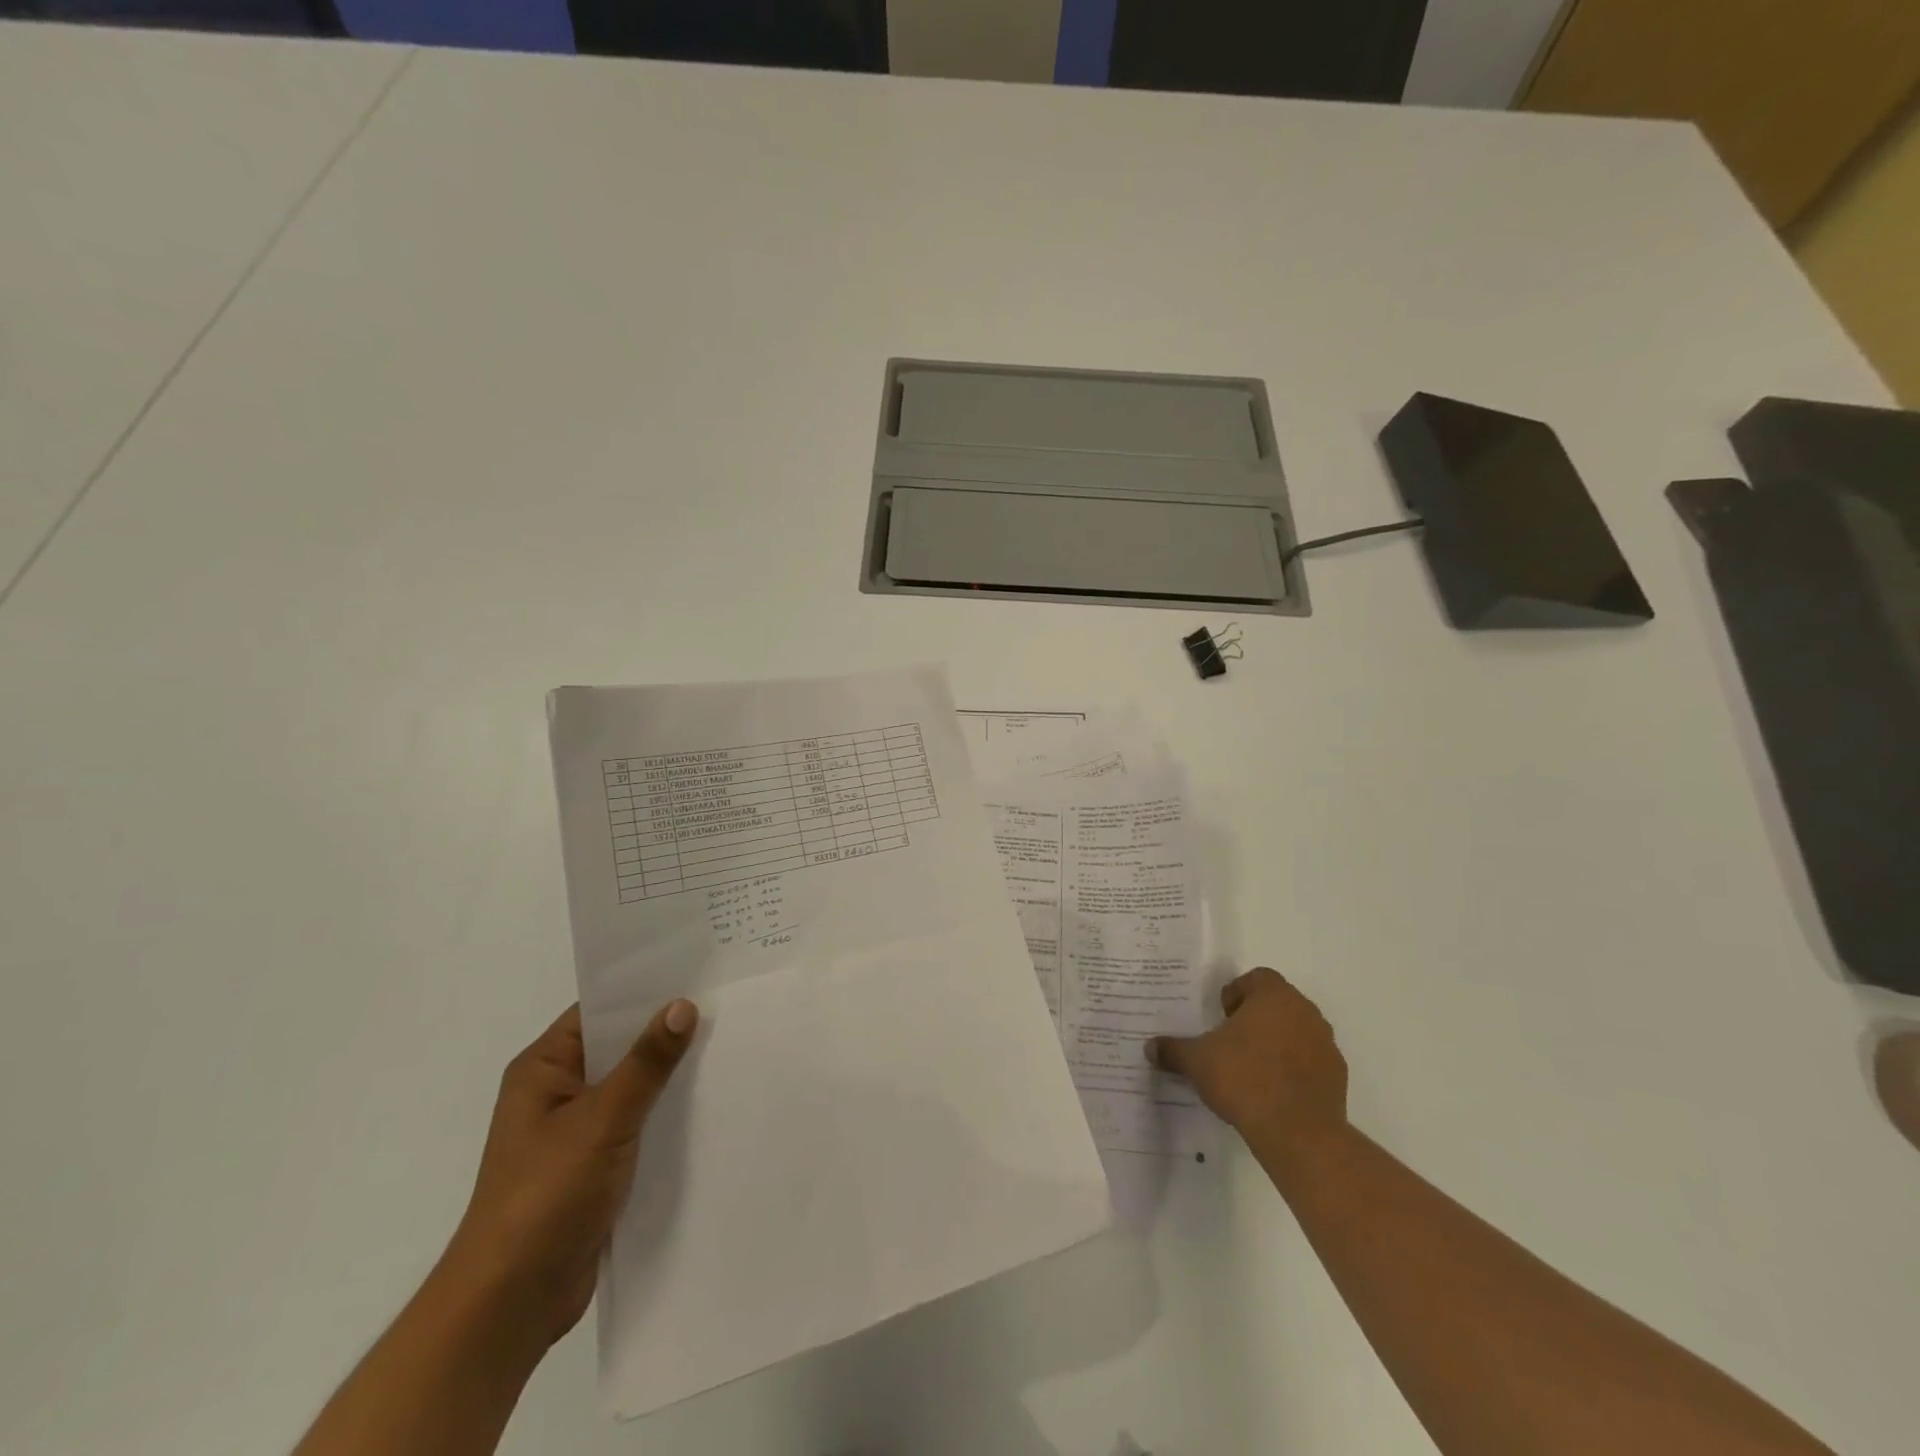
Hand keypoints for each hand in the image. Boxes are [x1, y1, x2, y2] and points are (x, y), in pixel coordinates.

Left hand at [440, 1000, 698, 1348]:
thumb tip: (683, 1005)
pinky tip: (709, 1101)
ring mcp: (576, 1130)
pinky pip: (638, 1121)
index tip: (697, 971)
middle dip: (666, 1031)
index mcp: (543, 1069)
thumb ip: (646, 1063)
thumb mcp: (602, 1120)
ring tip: (728, 1043)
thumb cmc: (545, 1196)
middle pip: (619, 1046)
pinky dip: (666, 1111)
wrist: (510, 1303)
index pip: (599, 1011)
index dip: (645, 991)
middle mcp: (557, 1091)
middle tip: (724, 1003)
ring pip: (633, 1085)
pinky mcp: (595, 1164)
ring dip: (670, 1074)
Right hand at [1147, 968, 1347, 1154]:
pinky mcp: (1337, 1076)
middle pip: (1278, 1003)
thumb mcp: (1197, 1061)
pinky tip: (1273, 1092)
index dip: (1236, 993)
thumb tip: (1150, 1047)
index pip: (1257, 978)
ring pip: (1296, 1031)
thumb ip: (1173, 1049)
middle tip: (1231, 1042)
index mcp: (1274, 996)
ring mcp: (1325, 1044)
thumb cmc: (1244, 1078)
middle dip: (1255, 1018)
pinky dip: (1294, 1069)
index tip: (1221, 1017)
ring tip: (1251, 1069)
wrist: (1298, 1133)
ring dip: (1277, 1042)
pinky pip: (1311, 1061)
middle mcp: (1305, 1011)